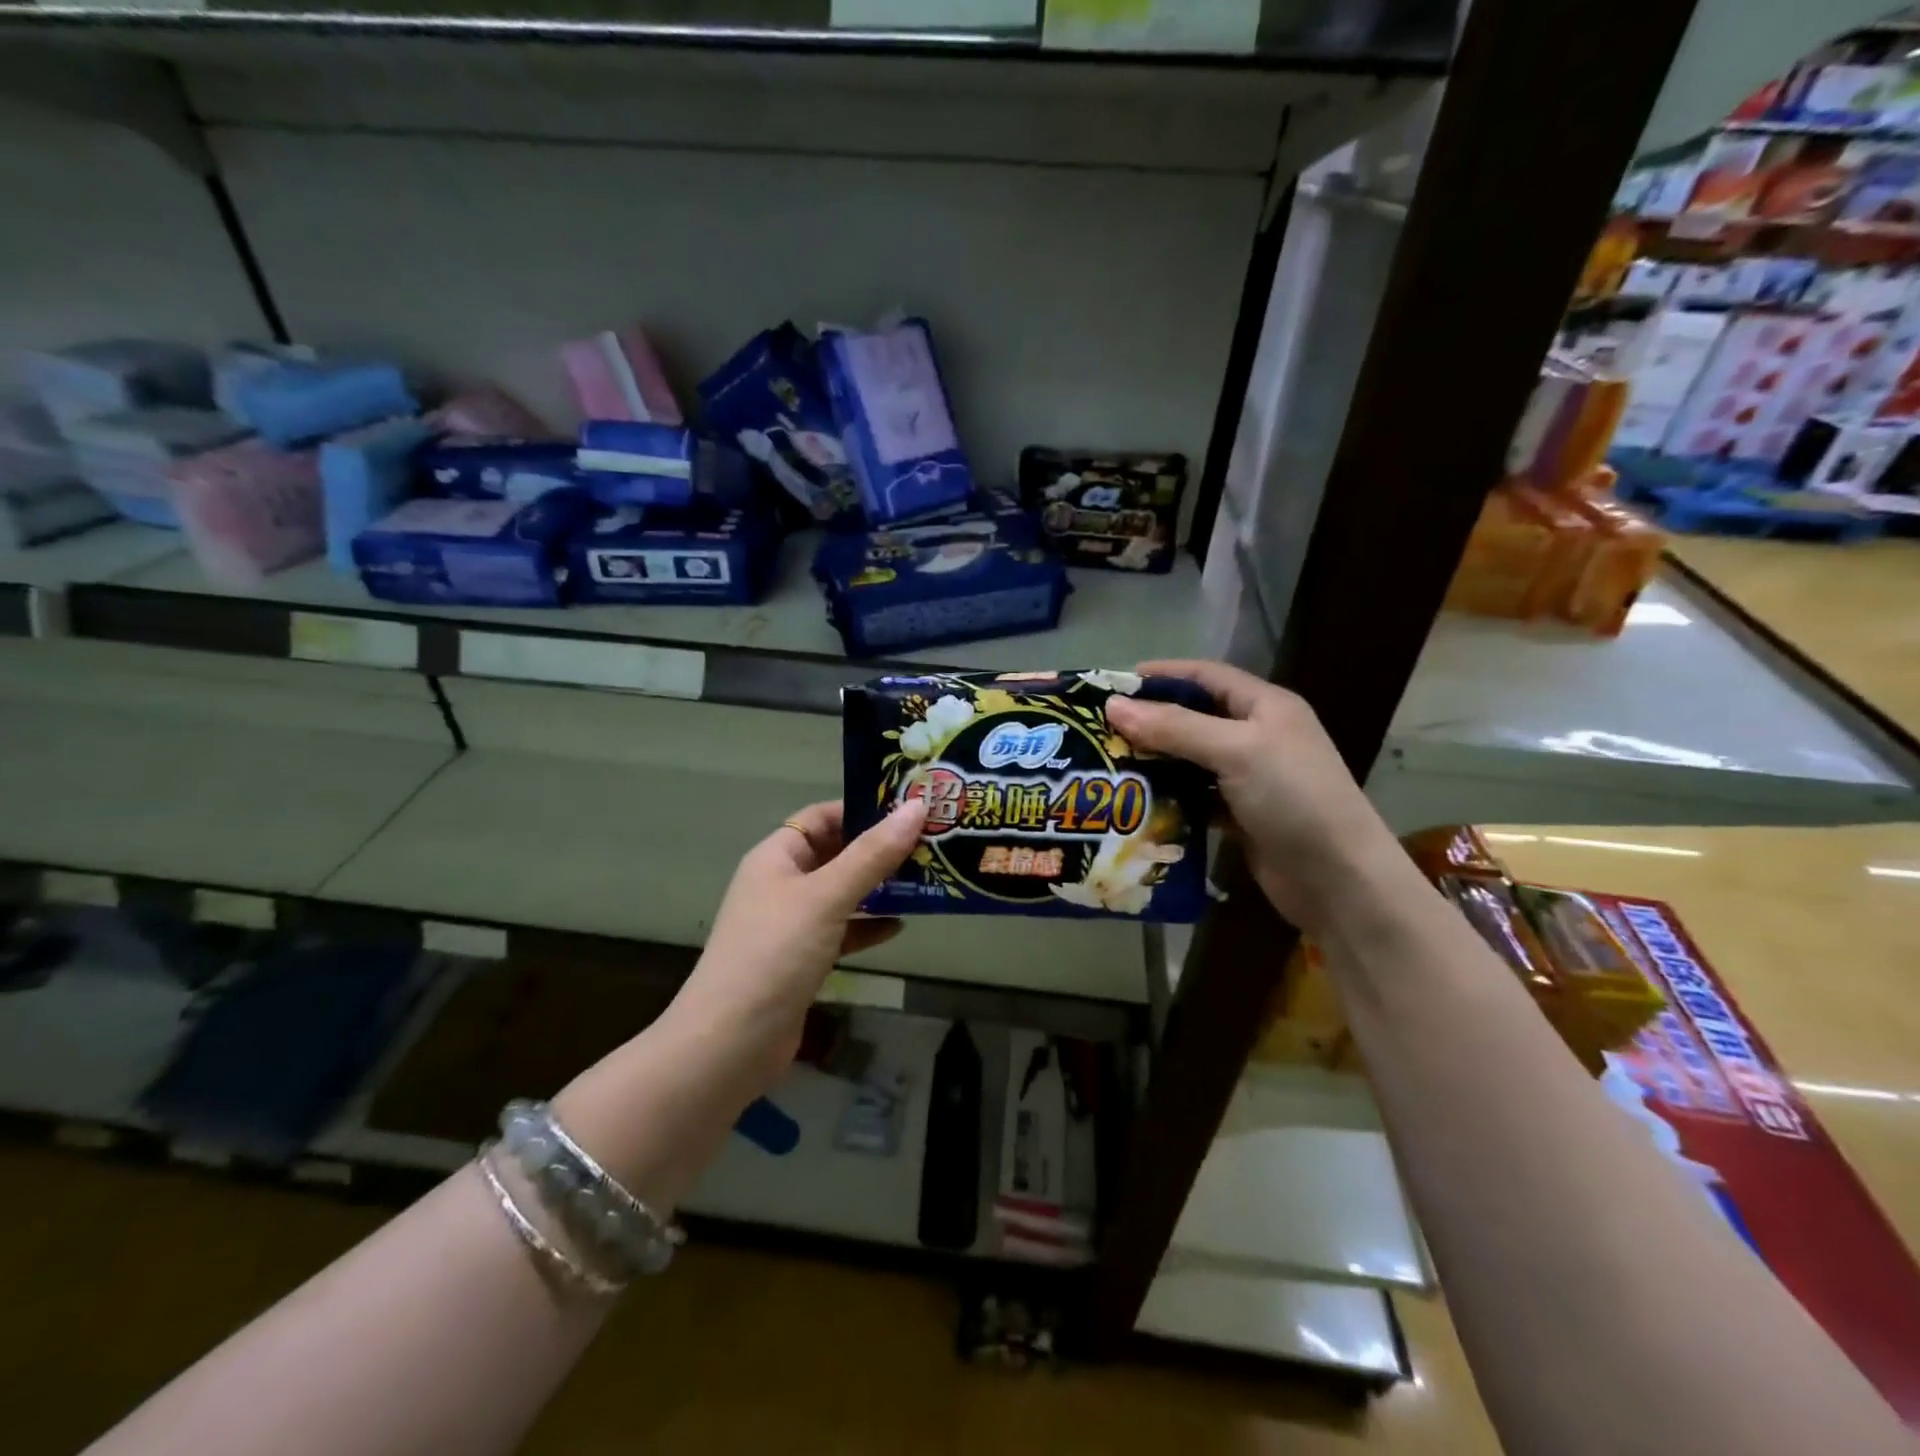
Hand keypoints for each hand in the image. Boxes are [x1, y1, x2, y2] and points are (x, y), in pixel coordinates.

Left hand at [667, 798, 928, 1088]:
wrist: (731, 1043)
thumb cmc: (775, 953)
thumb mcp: (827, 897)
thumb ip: (872, 854)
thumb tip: (916, 806)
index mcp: (776, 857)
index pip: (822, 817)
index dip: (862, 809)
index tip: (910, 810)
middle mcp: (782, 884)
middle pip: (836, 853)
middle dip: (879, 849)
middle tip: (930, 843)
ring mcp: (792, 924)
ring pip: (842, 893)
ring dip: (879, 887)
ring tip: (927, 879)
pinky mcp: (803, 960)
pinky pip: (842, 930)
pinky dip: (868, 926)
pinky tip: (900, 926)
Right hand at [1105, 659, 1401, 934]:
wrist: (1338, 880)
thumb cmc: (1294, 799)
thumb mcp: (1235, 751)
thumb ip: (1175, 727)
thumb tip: (1113, 705)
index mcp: (1266, 706)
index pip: (1206, 677)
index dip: (1163, 675)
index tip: (1115, 684)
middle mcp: (1258, 735)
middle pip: (1194, 717)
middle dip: (1151, 721)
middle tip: (1102, 730)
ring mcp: (1252, 777)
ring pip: (1192, 760)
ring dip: (1156, 761)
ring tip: (1110, 764)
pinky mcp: (1242, 815)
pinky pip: (1196, 796)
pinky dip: (1170, 797)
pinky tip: (1139, 802)